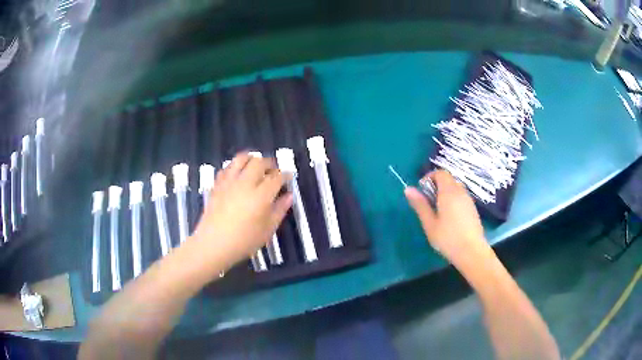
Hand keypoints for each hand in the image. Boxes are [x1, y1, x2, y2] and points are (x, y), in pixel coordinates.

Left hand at [186, 152, 292, 273]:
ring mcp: (229, 182)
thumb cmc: (243, 241)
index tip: (288, 177)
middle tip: (273, 172)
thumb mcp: (267, 230)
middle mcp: (245, 183)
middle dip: (269, 164)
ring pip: (241, 158)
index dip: (285, 175)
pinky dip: (235, 167)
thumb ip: (279, 210)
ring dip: (252, 159)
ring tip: (256, 167)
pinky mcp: (217, 185)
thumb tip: (288, 196)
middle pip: (259, 162)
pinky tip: (238, 175)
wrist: (213, 244)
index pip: (277, 177)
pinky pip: (227, 167)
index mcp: (261, 195)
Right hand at [404, 170, 487, 265]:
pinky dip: (453, 200)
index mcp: (449, 192)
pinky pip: (461, 197)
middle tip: (428, 201)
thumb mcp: (429, 223)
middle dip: (436, 185)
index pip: (440, 173)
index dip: (429, 177)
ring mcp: (468, 200)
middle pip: (448, 179)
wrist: (471, 252)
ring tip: (437, 210)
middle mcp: (460, 192)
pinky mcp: (473, 209)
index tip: (422, 190)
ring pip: (455, 188)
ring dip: (445, 193)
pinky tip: (449, 217)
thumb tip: (408, 189)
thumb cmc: (447, 238)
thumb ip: (420, 204)